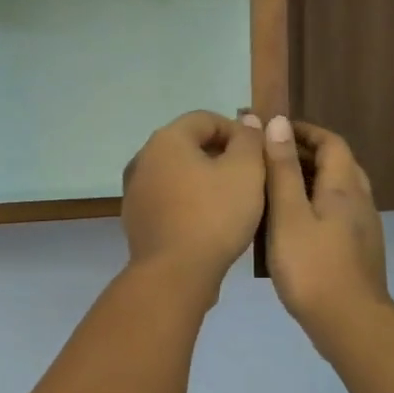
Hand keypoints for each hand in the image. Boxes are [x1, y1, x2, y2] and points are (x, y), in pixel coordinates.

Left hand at [121, 111, 266, 296]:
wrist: (174, 273)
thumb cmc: (214, 216)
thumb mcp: (246, 171)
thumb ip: (249, 140)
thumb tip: (247, 120)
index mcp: (166, 140)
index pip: (206, 119)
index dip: (237, 131)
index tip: (259, 155)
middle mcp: (143, 159)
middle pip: (188, 145)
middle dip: (220, 156)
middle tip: (249, 179)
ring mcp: (135, 191)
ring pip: (177, 174)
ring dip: (204, 180)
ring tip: (232, 201)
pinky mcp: (136, 219)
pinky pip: (168, 200)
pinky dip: (188, 202)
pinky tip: (208, 222)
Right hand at [264, 117, 390, 346]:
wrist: (349, 321)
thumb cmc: (311, 266)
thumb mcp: (287, 214)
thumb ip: (282, 170)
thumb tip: (278, 123)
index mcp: (344, 187)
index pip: (331, 142)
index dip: (304, 131)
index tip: (274, 131)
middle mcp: (360, 201)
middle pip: (338, 164)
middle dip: (305, 154)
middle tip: (268, 159)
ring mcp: (363, 228)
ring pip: (338, 190)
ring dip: (310, 180)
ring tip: (274, 190)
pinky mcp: (358, 250)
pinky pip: (336, 213)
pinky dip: (314, 205)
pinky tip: (290, 225)